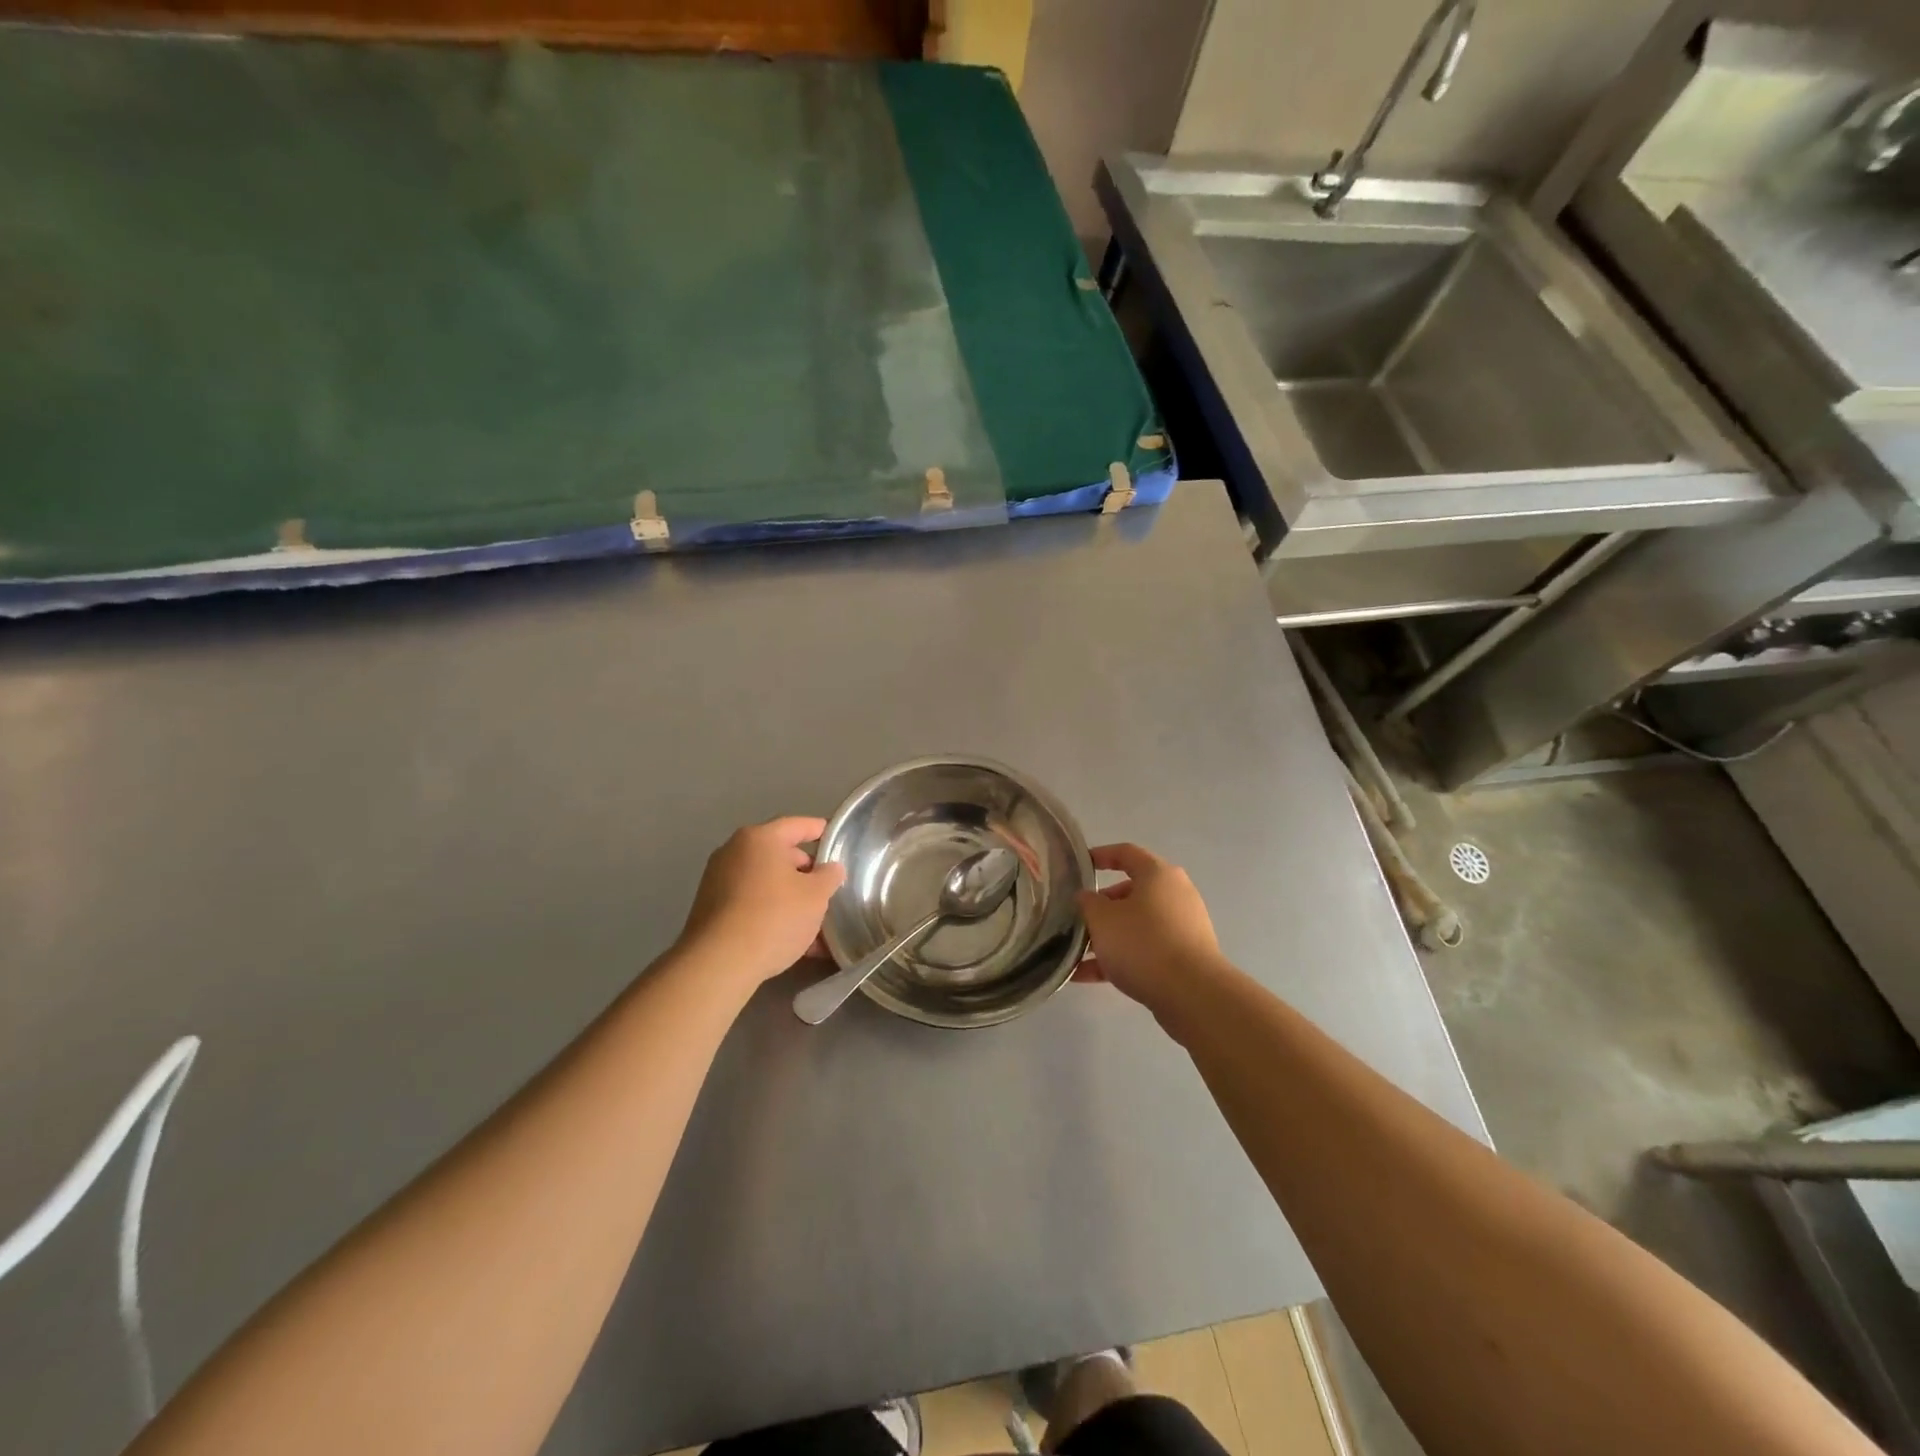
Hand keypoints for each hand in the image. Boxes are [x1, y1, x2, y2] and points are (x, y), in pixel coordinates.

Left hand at [677, 817, 847, 988]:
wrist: (719, 963)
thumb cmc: (774, 917)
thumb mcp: (816, 896)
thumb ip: (829, 876)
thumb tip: (830, 868)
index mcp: (760, 838)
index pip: (797, 825)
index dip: (820, 830)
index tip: (837, 839)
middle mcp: (734, 852)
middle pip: (780, 855)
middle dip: (806, 873)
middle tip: (828, 890)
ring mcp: (718, 881)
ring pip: (767, 884)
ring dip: (791, 899)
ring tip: (816, 924)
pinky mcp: (711, 909)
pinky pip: (751, 904)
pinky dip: (772, 914)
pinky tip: (793, 942)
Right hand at [1076, 843, 1224, 1012]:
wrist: (1192, 994)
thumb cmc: (1142, 943)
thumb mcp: (1102, 918)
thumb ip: (1087, 902)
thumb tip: (1087, 897)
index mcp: (1157, 874)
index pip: (1125, 853)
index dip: (1100, 856)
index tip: (1079, 866)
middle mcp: (1174, 894)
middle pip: (1130, 892)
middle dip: (1100, 907)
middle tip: (1076, 919)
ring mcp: (1183, 926)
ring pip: (1135, 925)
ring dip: (1106, 937)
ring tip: (1075, 954)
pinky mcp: (1184, 956)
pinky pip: (1145, 950)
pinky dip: (1119, 958)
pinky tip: (1086, 977)